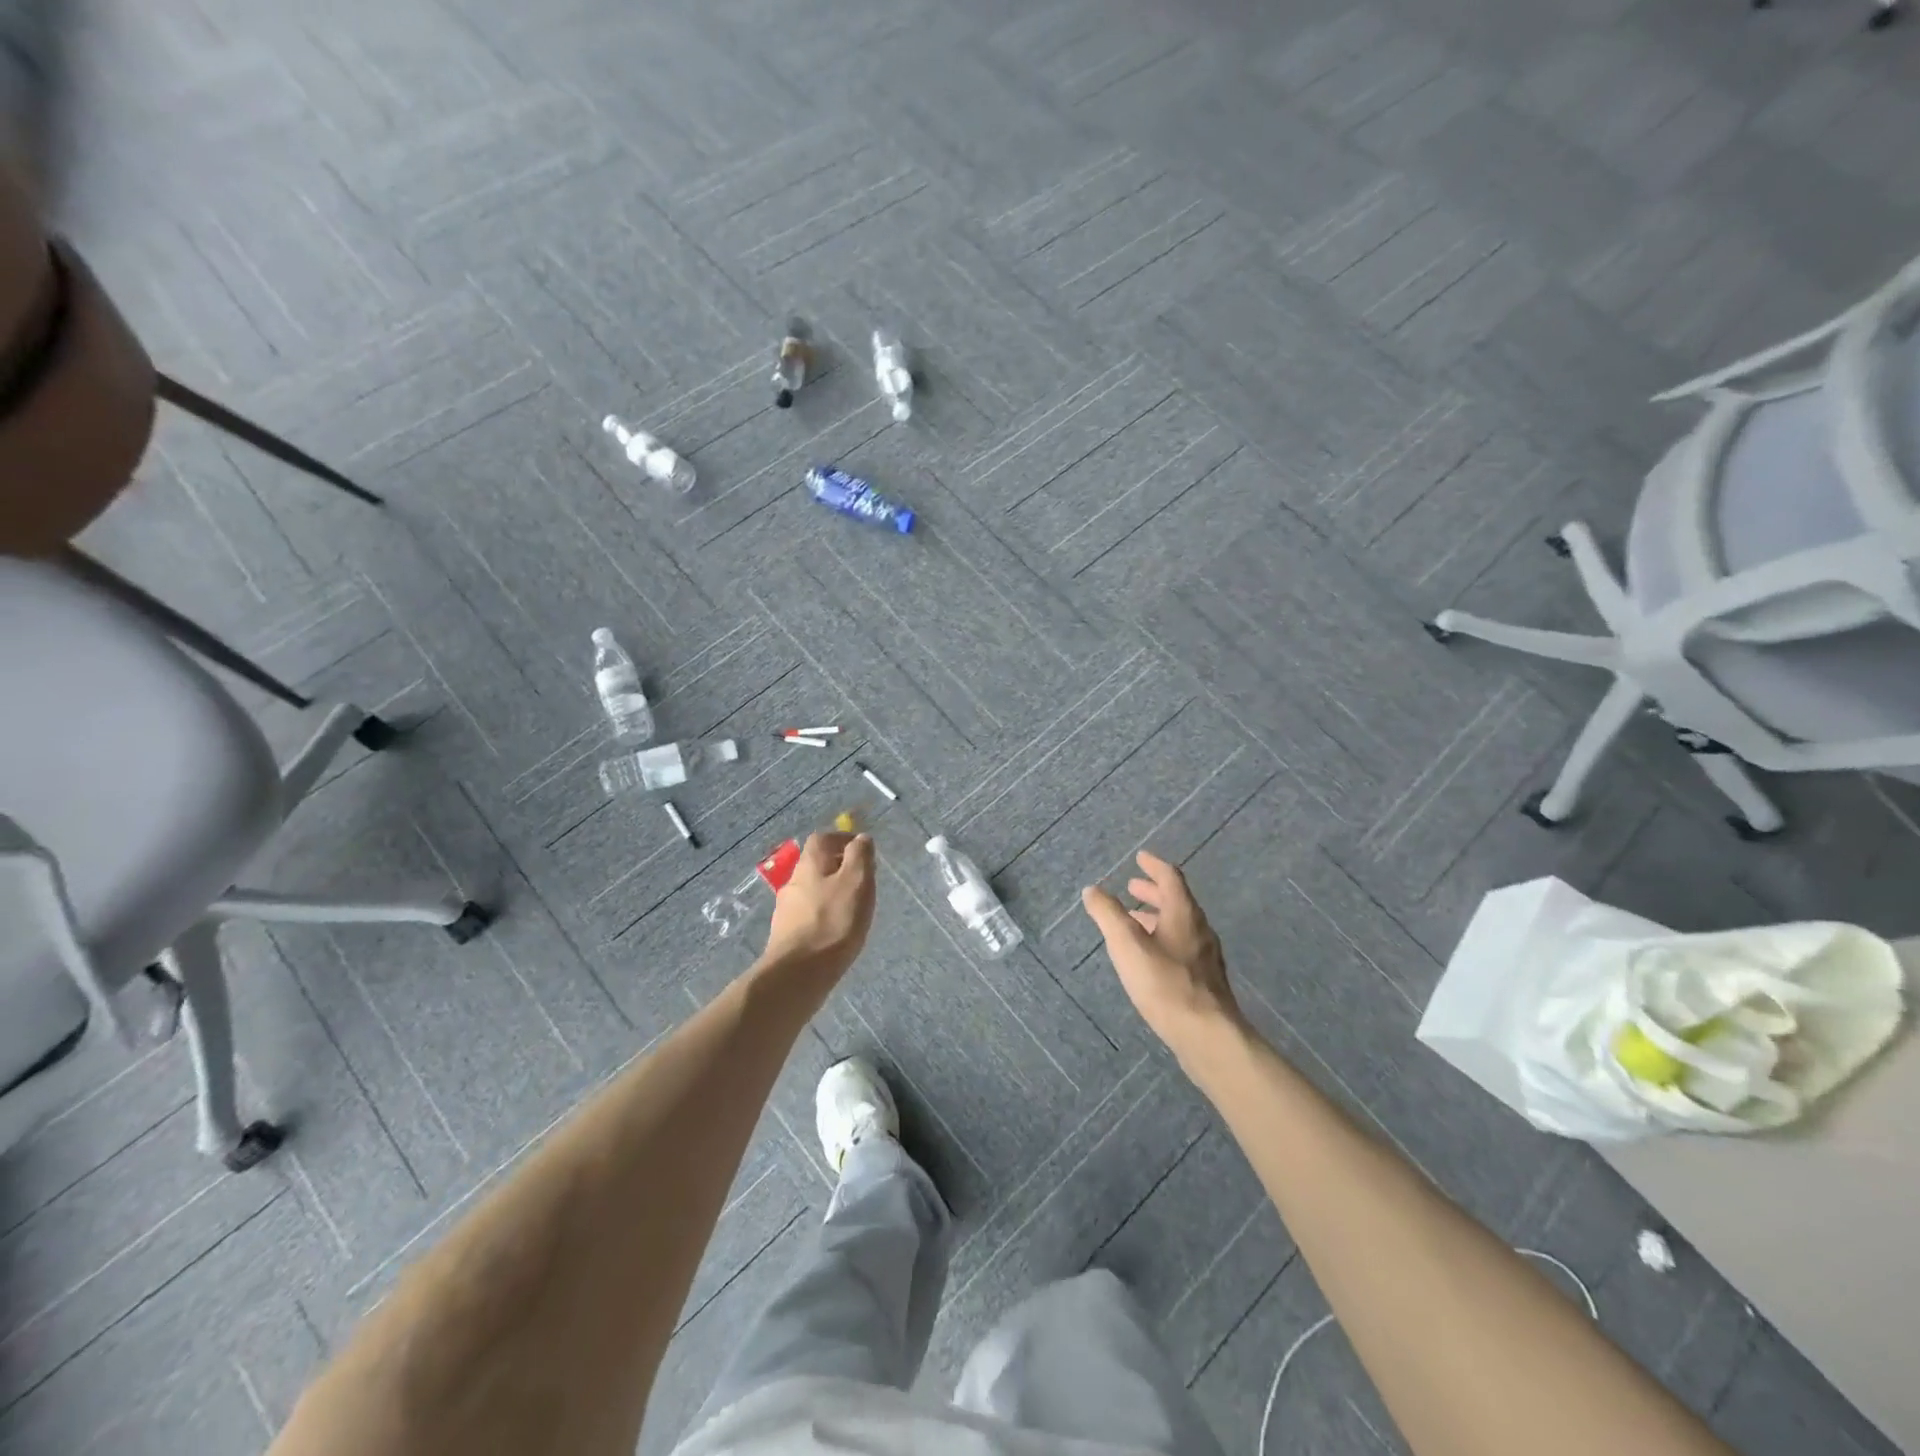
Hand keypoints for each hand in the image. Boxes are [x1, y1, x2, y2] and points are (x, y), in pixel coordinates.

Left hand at [760, 832, 876, 982]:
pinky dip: (824, 915)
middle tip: (863, 881)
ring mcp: (786, 909)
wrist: (798, 974)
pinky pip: (809, 914)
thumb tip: (860, 838)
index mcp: (809, 864)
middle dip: (839, 868)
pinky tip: (837, 931)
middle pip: (816, 865)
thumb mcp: (856, 881)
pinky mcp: (786, 934)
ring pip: (813, 890)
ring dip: (831, 893)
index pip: (823, 838)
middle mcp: (793, 881)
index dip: (842, 839)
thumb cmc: (833, 922)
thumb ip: (860, 856)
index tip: (863, 851)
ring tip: (854, 909)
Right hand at [1082, 850, 1243, 1061]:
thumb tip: (1092, 890)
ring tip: (1134, 921)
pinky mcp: (1205, 980)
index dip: (1154, 866)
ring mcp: (1205, 956)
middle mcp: (1199, 929)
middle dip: (1153, 891)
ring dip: (1157, 916)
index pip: (1170, 878)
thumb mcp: (1127, 945)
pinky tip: (1151, 957)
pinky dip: (1163, 938)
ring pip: (1179, 925)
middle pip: (1177, 901)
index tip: (1140, 858)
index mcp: (1183, 914)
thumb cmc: (1165, 984)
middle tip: (1132, 887)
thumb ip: (1108, 915)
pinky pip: (1182, 946)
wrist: (1207, 1036)